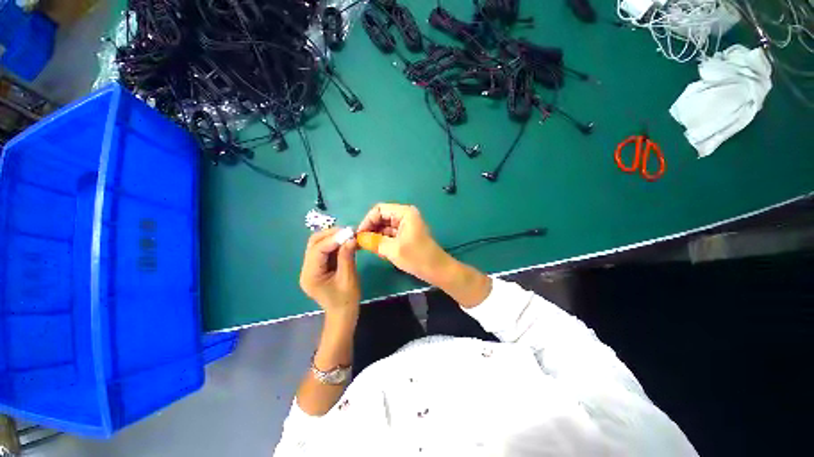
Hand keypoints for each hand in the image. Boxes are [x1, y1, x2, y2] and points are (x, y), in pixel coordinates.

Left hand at [299, 228, 360, 316]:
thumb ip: (347, 257)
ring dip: (333, 238)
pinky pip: (325, 250)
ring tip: (349, 235)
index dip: (333, 239)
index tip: (349, 232)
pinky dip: (335, 244)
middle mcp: (307, 269)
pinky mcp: (319, 267)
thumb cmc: (346, 300)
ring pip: (319, 245)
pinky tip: (346, 242)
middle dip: (331, 235)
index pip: (318, 250)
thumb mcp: (348, 278)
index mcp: (310, 275)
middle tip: (349, 232)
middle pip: (314, 244)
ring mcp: (312, 267)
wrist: (343, 314)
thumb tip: (351, 238)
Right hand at [357, 203, 452, 285]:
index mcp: (404, 213)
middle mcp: (405, 216)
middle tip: (360, 243)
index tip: (359, 235)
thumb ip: (374, 241)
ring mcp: (406, 226)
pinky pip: (390, 234)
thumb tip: (358, 238)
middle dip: (370, 229)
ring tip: (367, 248)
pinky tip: (377, 250)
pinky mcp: (406, 235)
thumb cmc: (417, 257)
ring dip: (376, 236)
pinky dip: (383, 241)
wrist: (437, 270)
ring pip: (385, 227)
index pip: (379, 210)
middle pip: (382, 217)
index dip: (367, 221)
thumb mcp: (392, 249)